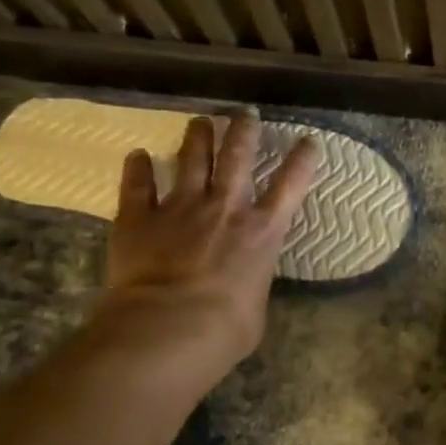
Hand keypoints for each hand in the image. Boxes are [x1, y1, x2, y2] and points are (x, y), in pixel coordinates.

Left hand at [98, 112, 318, 374]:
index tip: (308, 141)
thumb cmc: (225, 329)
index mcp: (262, 231)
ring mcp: (180, 208)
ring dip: (197, 137)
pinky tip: (137, 155)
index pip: (290, 185)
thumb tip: (243, 288)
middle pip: (237, 157)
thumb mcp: (256, 308)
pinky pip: (137, 185)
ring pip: (191, 160)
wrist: (167, 330)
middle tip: (245, 114)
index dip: (302, 160)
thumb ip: (251, 285)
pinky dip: (137, 168)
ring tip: (200, 121)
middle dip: (244, 132)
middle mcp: (225, 208)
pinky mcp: (139, 218)